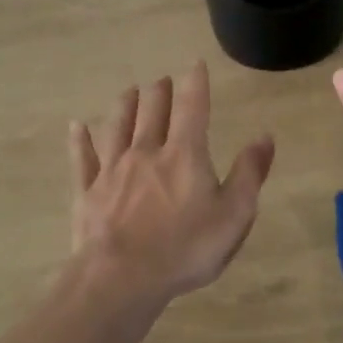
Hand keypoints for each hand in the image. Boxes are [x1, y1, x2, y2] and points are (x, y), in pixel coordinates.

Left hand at [68, 61, 275, 307]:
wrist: (122, 278)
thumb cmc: (185, 249)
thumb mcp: (234, 215)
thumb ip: (249, 173)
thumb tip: (265, 136)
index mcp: (183, 154)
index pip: (192, 107)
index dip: (195, 83)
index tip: (195, 64)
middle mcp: (145, 151)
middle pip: (151, 110)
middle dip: (159, 91)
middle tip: (162, 80)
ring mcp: (112, 170)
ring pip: (117, 126)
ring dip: (125, 105)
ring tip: (129, 91)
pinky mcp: (87, 192)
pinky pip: (82, 158)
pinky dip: (80, 140)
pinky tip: (77, 126)